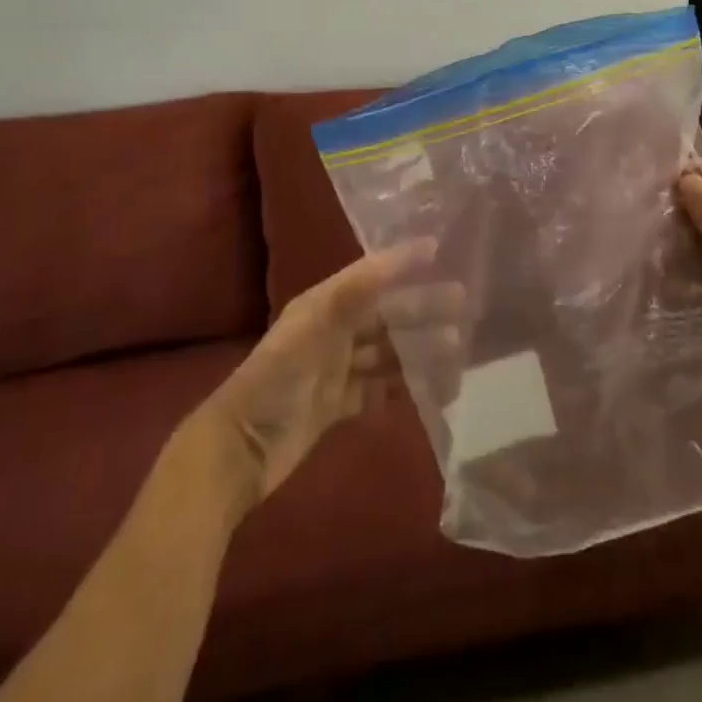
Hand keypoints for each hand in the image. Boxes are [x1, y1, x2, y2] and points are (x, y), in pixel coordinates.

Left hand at [193, 243, 442, 504]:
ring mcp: (336, 370)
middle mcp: (333, 332)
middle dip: (422, 307)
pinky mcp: (338, 405)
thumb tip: (395, 257)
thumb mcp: (311, 330)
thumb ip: (352, 294)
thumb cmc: (274, 382)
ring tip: (455, 349)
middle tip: (462, 304)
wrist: (239, 452)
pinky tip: (432, 387)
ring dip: (420, 348)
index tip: (439, 249)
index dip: (402, 262)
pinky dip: (405, 386)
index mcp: (324, 306)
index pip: (371, 275)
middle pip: (386, 314)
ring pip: (388, 352)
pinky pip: (380, 389)